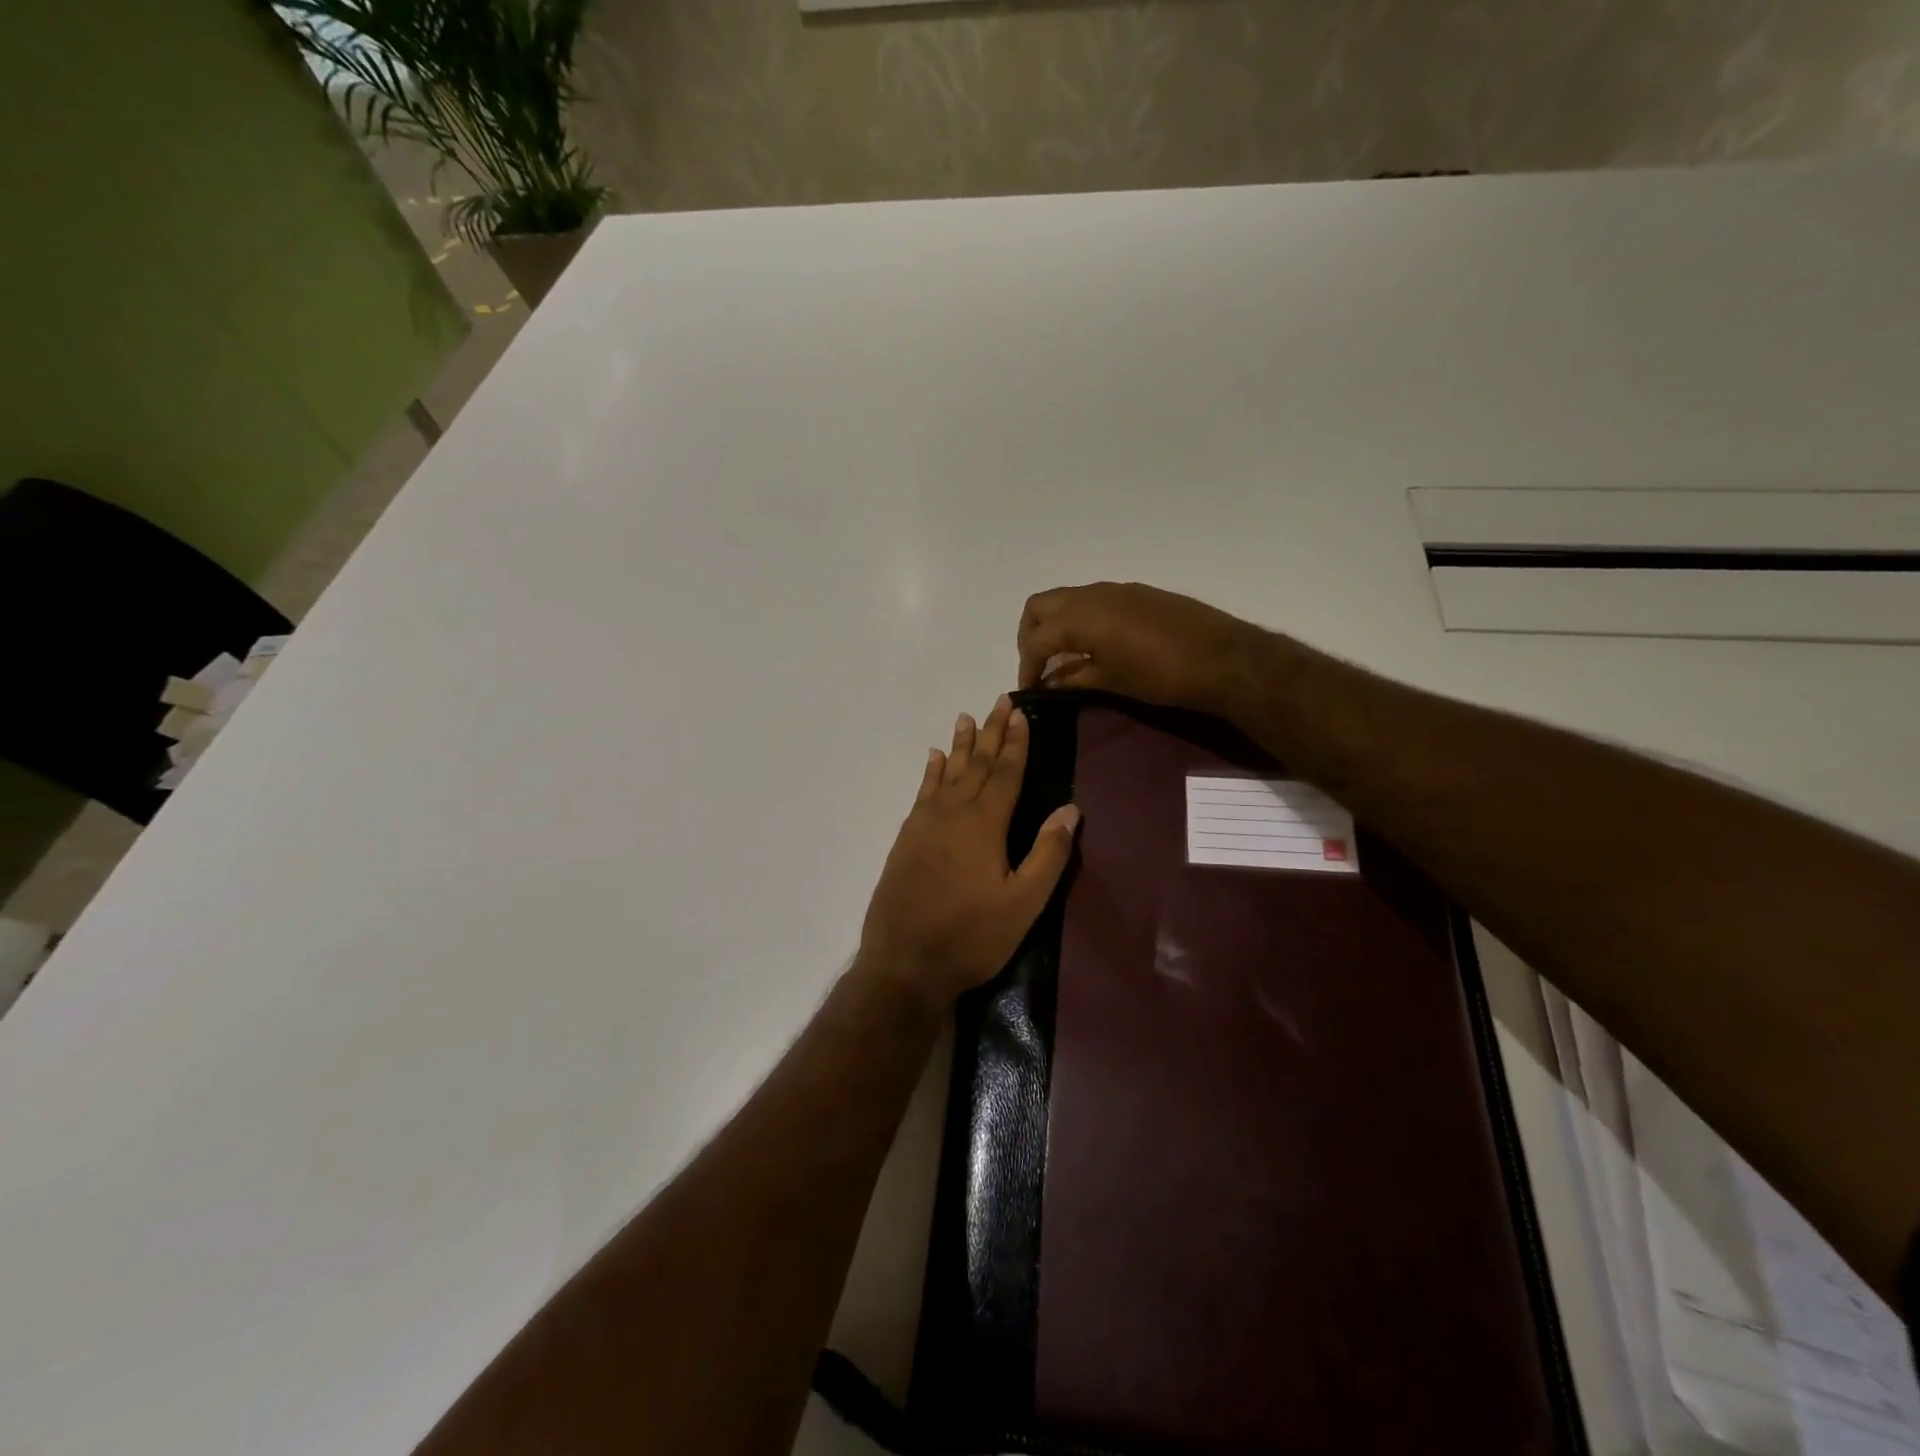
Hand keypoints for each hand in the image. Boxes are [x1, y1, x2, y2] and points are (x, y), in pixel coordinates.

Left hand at [857, 695, 1079, 1007]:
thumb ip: (1048, 855)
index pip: (1004, 773)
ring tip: (966, 717)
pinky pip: (922, 792)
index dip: (1015, 743)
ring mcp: (924, 824)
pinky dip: (930, 772)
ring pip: (946, 773)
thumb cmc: (971, 937)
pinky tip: (933, 758)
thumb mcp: (1023, 904)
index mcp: (984, 825)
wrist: (904, 964)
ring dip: (959, 745)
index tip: (1020, 713)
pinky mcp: (906, 839)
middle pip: (975, 764)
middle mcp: (952, 814)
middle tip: (998, 701)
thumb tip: (1070, 809)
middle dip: (990, 733)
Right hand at [1016, 582, 1268, 712]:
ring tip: (1066, 658)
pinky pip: (1093, 600)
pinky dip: (1081, 619)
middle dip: (1031, 636)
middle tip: (1040, 665)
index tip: (1029, 690)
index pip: (1036, 641)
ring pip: (1067, 599)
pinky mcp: (1136, 592)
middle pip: (1040, 607)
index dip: (1027, 668)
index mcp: (1079, 618)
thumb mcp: (1110, 682)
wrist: (1220, 657)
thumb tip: (1049, 682)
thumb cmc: (1159, 675)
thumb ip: (1073, 678)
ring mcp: (1115, 589)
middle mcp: (1090, 595)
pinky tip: (1096, 645)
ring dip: (1056, 625)